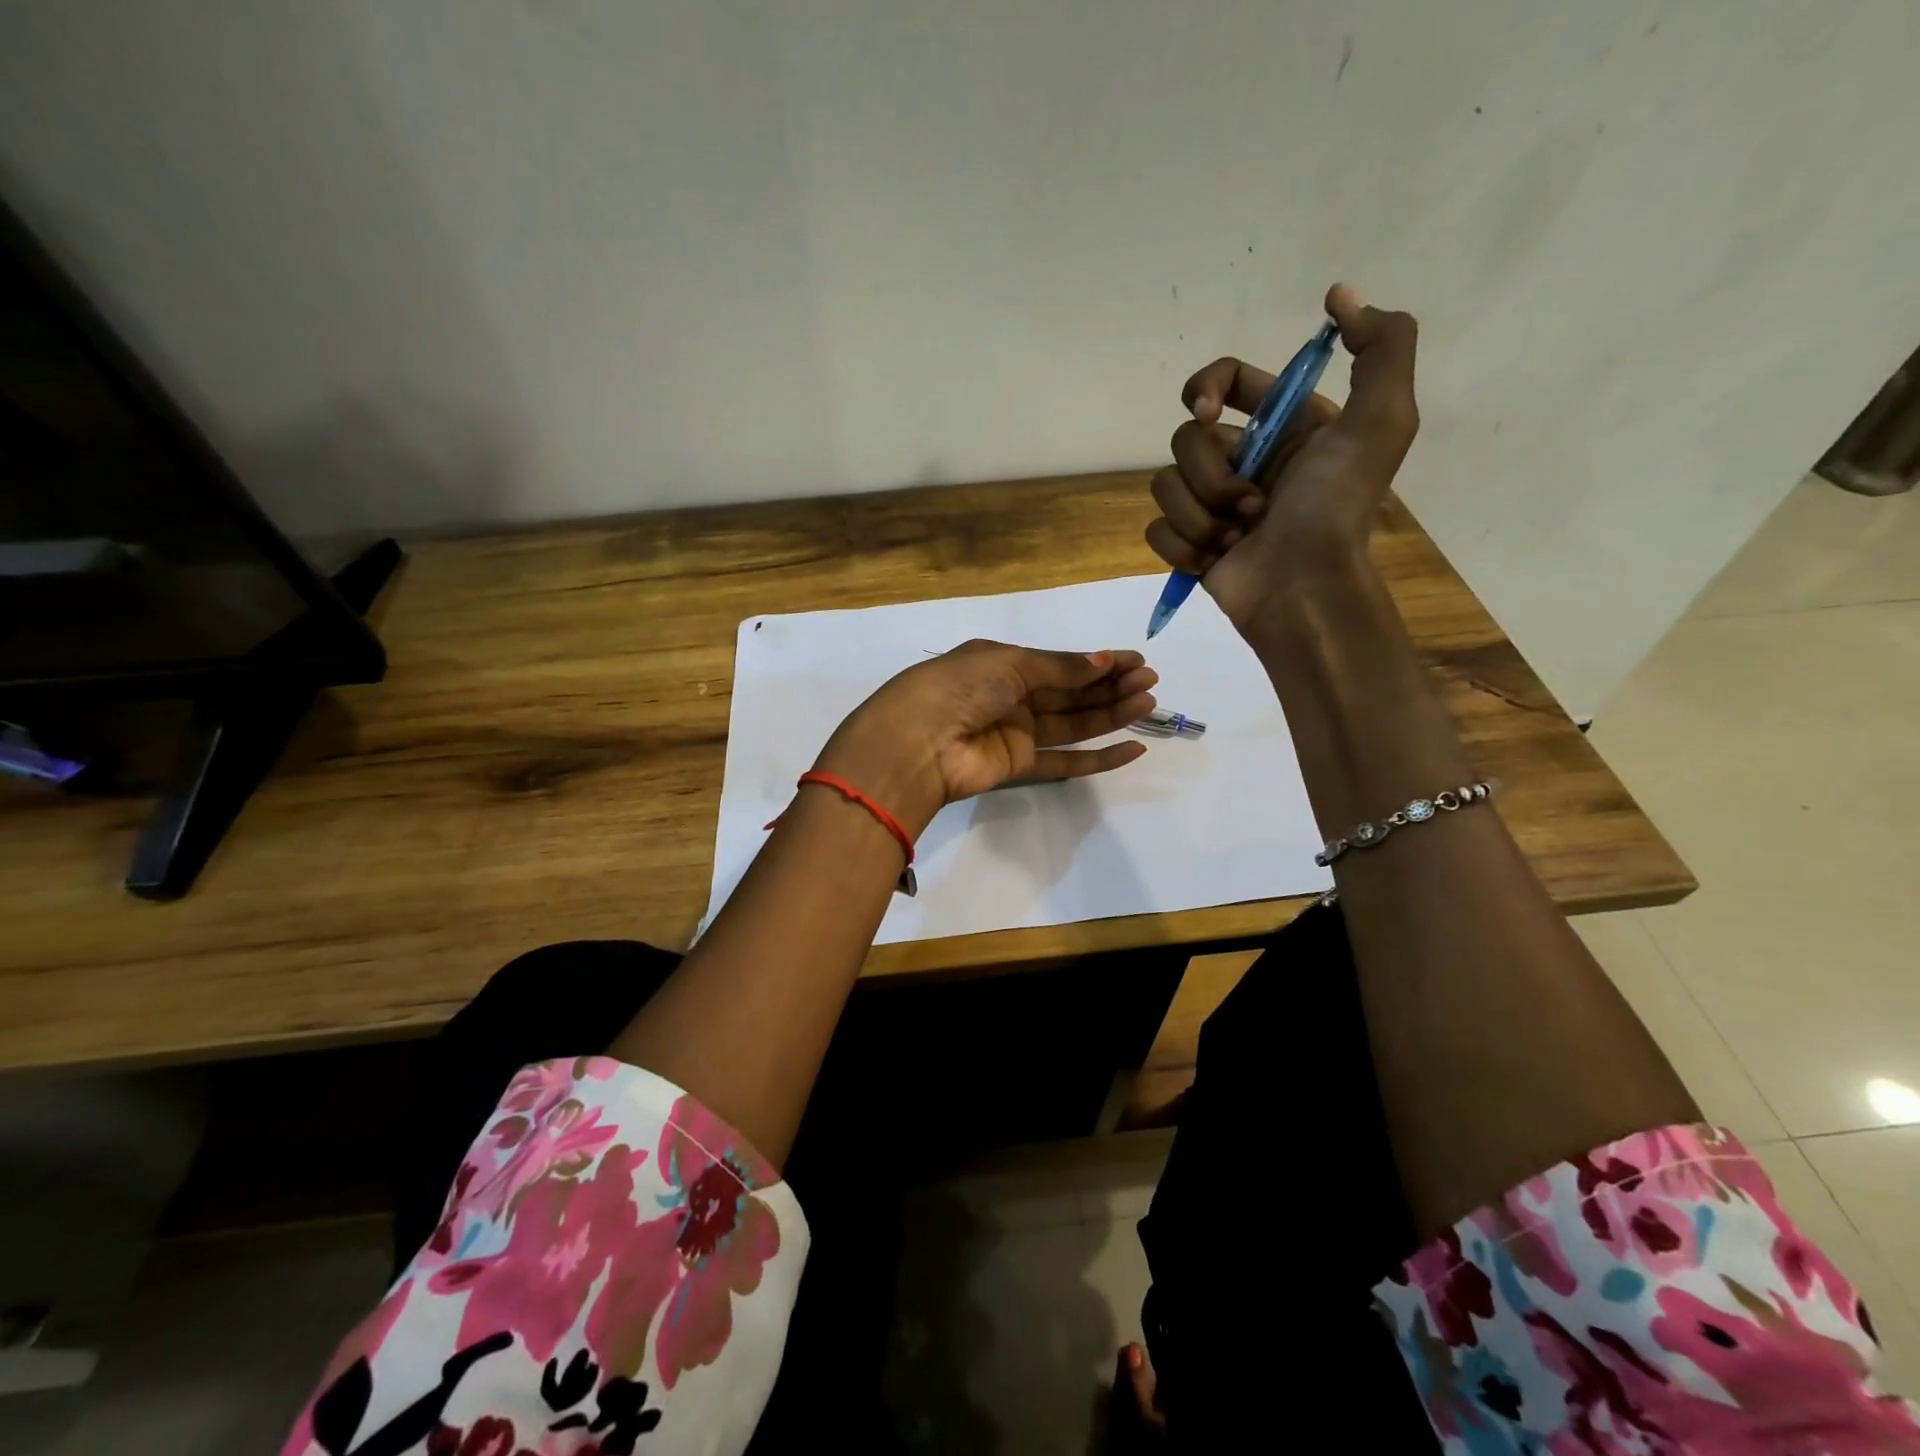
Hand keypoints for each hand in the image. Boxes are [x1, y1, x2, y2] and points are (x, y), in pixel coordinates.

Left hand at [813, 640, 1157, 836]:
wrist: (917, 742)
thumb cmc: (960, 687)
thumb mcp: (1010, 663)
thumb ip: (1060, 668)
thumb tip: (1103, 660)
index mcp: (1003, 663)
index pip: (1060, 662)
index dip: (1098, 661)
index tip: (1136, 660)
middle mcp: (1011, 696)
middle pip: (1071, 692)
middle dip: (1110, 685)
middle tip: (1150, 681)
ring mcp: (1016, 732)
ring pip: (1073, 723)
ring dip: (1111, 714)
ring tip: (1149, 704)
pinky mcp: (1019, 766)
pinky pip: (1065, 761)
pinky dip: (1098, 758)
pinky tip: (1132, 749)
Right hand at [1145, 282, 1419, 632]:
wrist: (1303, 588)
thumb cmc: (1336, 507)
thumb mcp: (1381, 419)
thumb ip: (1381, 345)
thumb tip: (1337, 294)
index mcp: (1285, 427)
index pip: (1225, 381)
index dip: (1206, 387)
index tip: (1207, 411)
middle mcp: (1246, 460)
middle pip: (1187, 438)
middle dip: (1212, 473)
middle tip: (1252, 505)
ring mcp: (1213, 505)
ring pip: (1166, 485)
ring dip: (1201, 514)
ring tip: (1237, 538)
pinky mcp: (1190, 544)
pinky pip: (1156, 529)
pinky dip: (1183, 545)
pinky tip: (1213, 561)